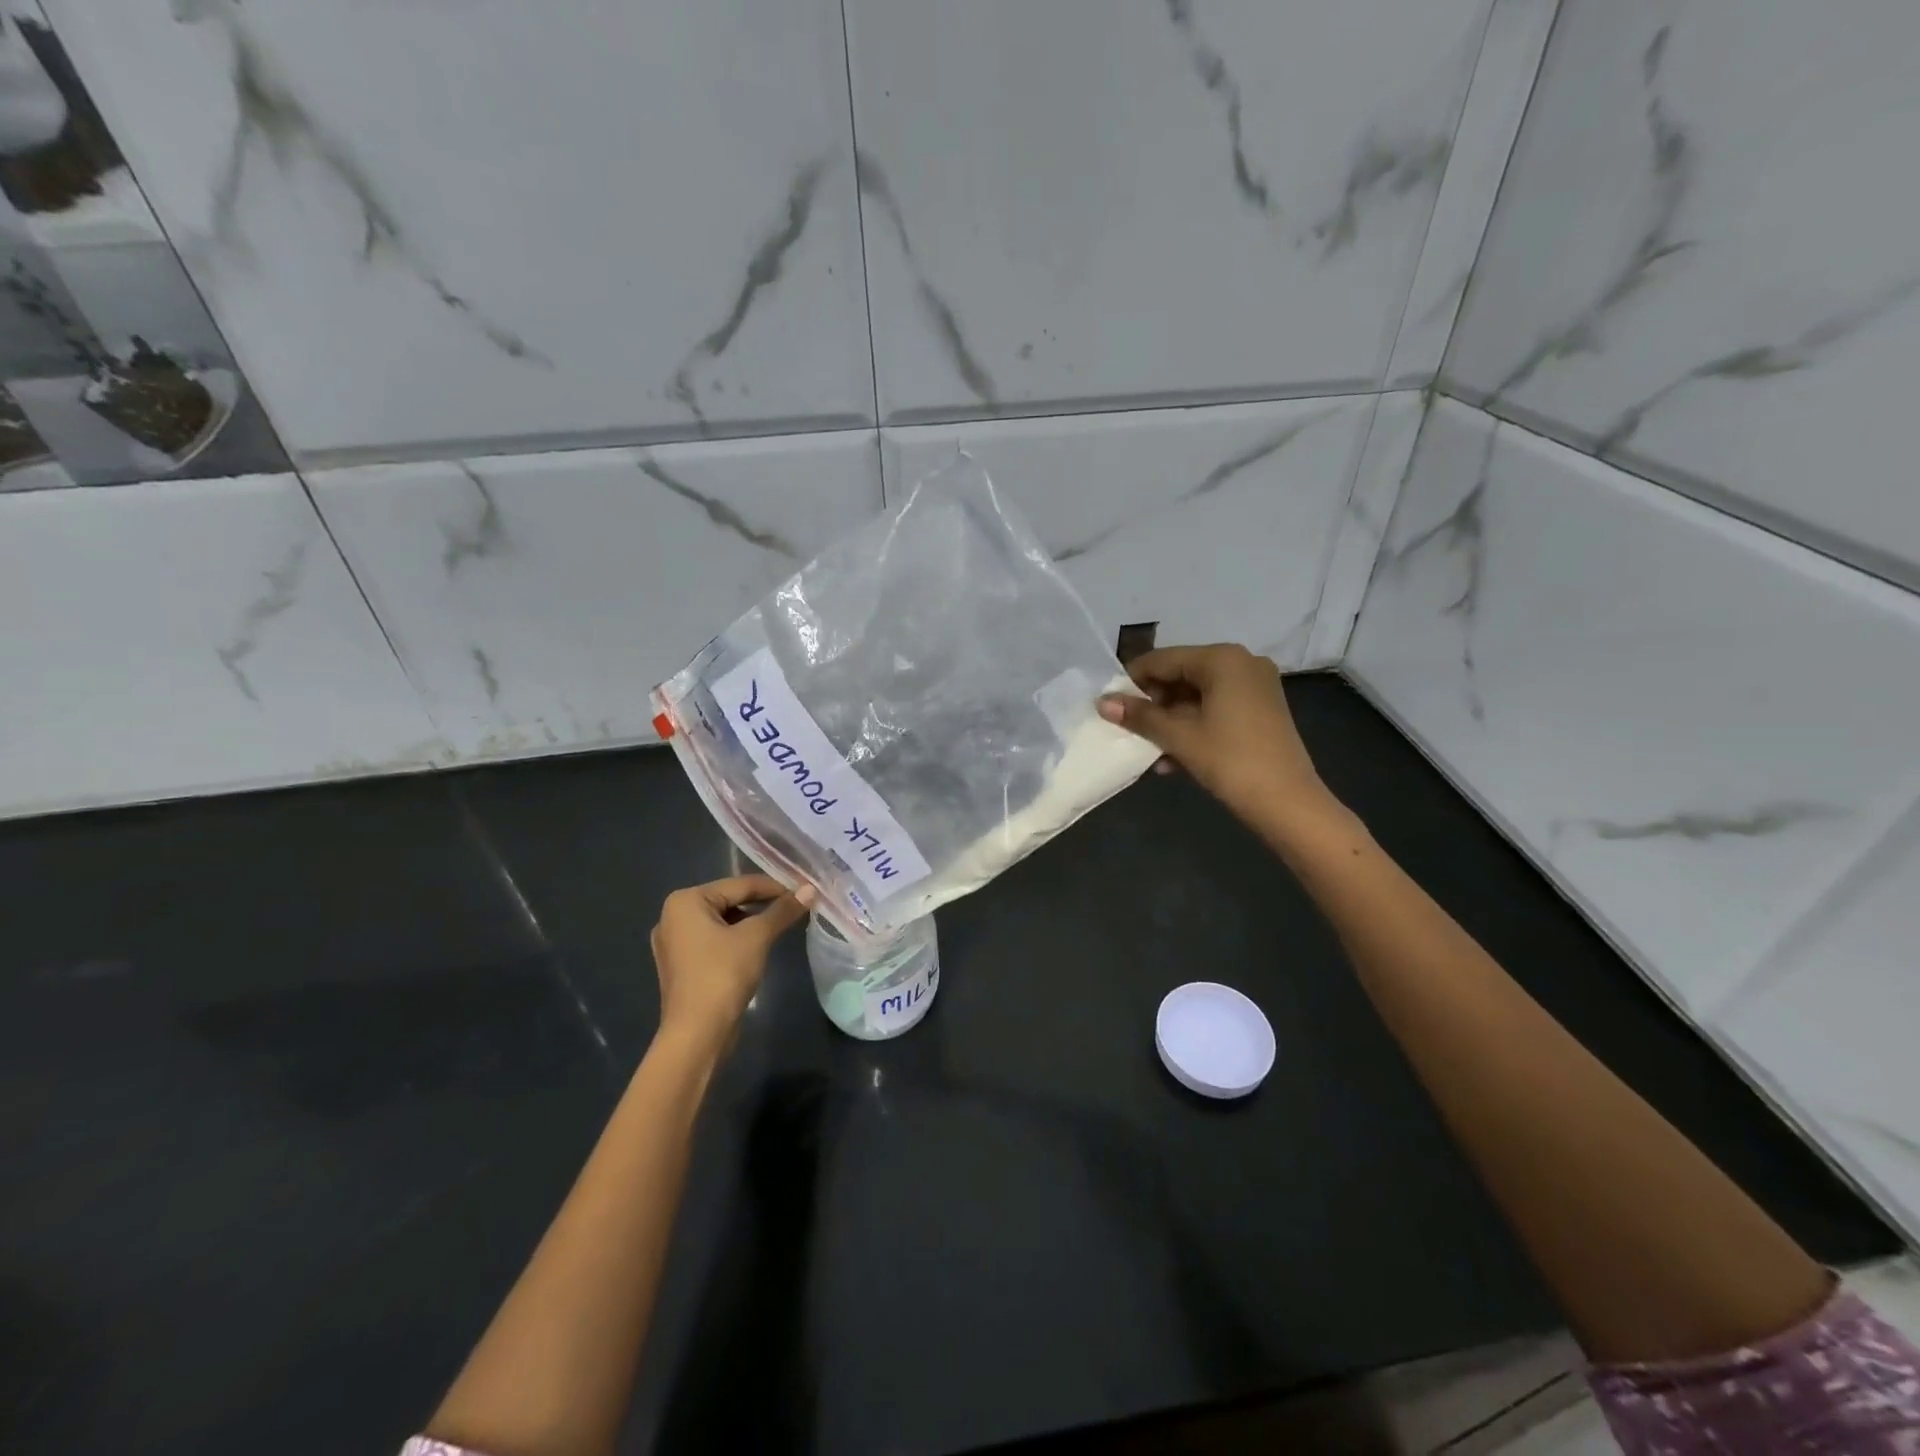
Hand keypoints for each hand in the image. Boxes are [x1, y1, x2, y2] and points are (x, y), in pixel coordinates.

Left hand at [650, 874, 813, 1051]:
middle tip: (794, 908)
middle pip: (729, 901)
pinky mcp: (681, 965)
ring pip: (722, 922)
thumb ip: (782, 910)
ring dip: (751, 923)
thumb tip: (810, 889)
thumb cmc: (722, 975)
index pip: (739, 885)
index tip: (802, 892)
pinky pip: (714, 941)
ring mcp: (674, 943)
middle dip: (762, 905)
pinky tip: (757, 948)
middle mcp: (673, 916)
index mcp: (685, 902)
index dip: (774, 887)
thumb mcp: (757, 937)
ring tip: (780, 927)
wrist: (697, 1034)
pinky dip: (736, 940)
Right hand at [1098, 643, 1332, 824]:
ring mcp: (1255, 686)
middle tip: (1128, 729)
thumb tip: (1102, 702)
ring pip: (1197, 696)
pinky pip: (1216, 709)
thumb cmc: (1230, 760)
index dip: (1132, 681)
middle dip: (1153, 704)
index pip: (1162, 659)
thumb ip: (1140, 716)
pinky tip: (1173, 759)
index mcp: (1222, 659)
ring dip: (1170, 721)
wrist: (1288, 803)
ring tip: (1148, 749)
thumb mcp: (1179, 737)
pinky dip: (1193, 728)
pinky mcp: (1261, 710)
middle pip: (1180, 675)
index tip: (1109, 705)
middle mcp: (1241, 663)